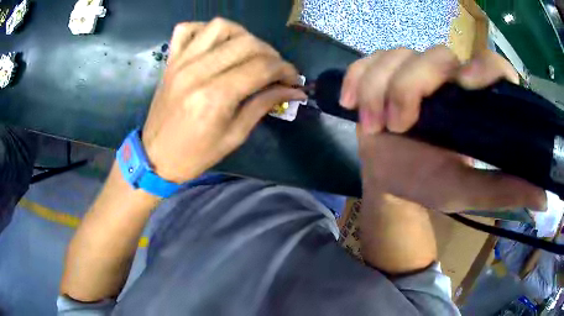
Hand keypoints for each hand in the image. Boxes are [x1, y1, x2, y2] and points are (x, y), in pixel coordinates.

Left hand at [142, 18, 305, 182]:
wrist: (156, 157)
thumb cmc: (195, 154)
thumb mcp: (235, 136)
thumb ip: (264, 105)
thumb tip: (294, 90)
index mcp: (215, 97)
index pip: (262, 67)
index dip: (286, 70)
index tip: (294, 80)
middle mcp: (197, 72)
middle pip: (246, 43)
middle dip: (271, 54)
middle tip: (276, 70)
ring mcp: (181, 62)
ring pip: (220, 27)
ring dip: (243, 35)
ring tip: (249, 53)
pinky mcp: (171, 61)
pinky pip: (187, 29)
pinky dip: (205, 30)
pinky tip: (216, 43)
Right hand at [341, 46, 545, 211]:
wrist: (391, 180)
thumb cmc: (429, 183)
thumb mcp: (469, 191)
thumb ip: (505, 189)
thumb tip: (543, 199)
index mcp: (473, 101)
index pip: (490, 65)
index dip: (483, 66)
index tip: (466, 85)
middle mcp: (446, 78)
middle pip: (434, 55)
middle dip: (410, 86)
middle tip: (397, 125)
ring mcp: (411, 71)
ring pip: (395, 55)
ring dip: (378, 88)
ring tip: (373, 125)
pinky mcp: (381, 74)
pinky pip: (366, 61)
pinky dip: (355, 78)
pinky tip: (350, 103)